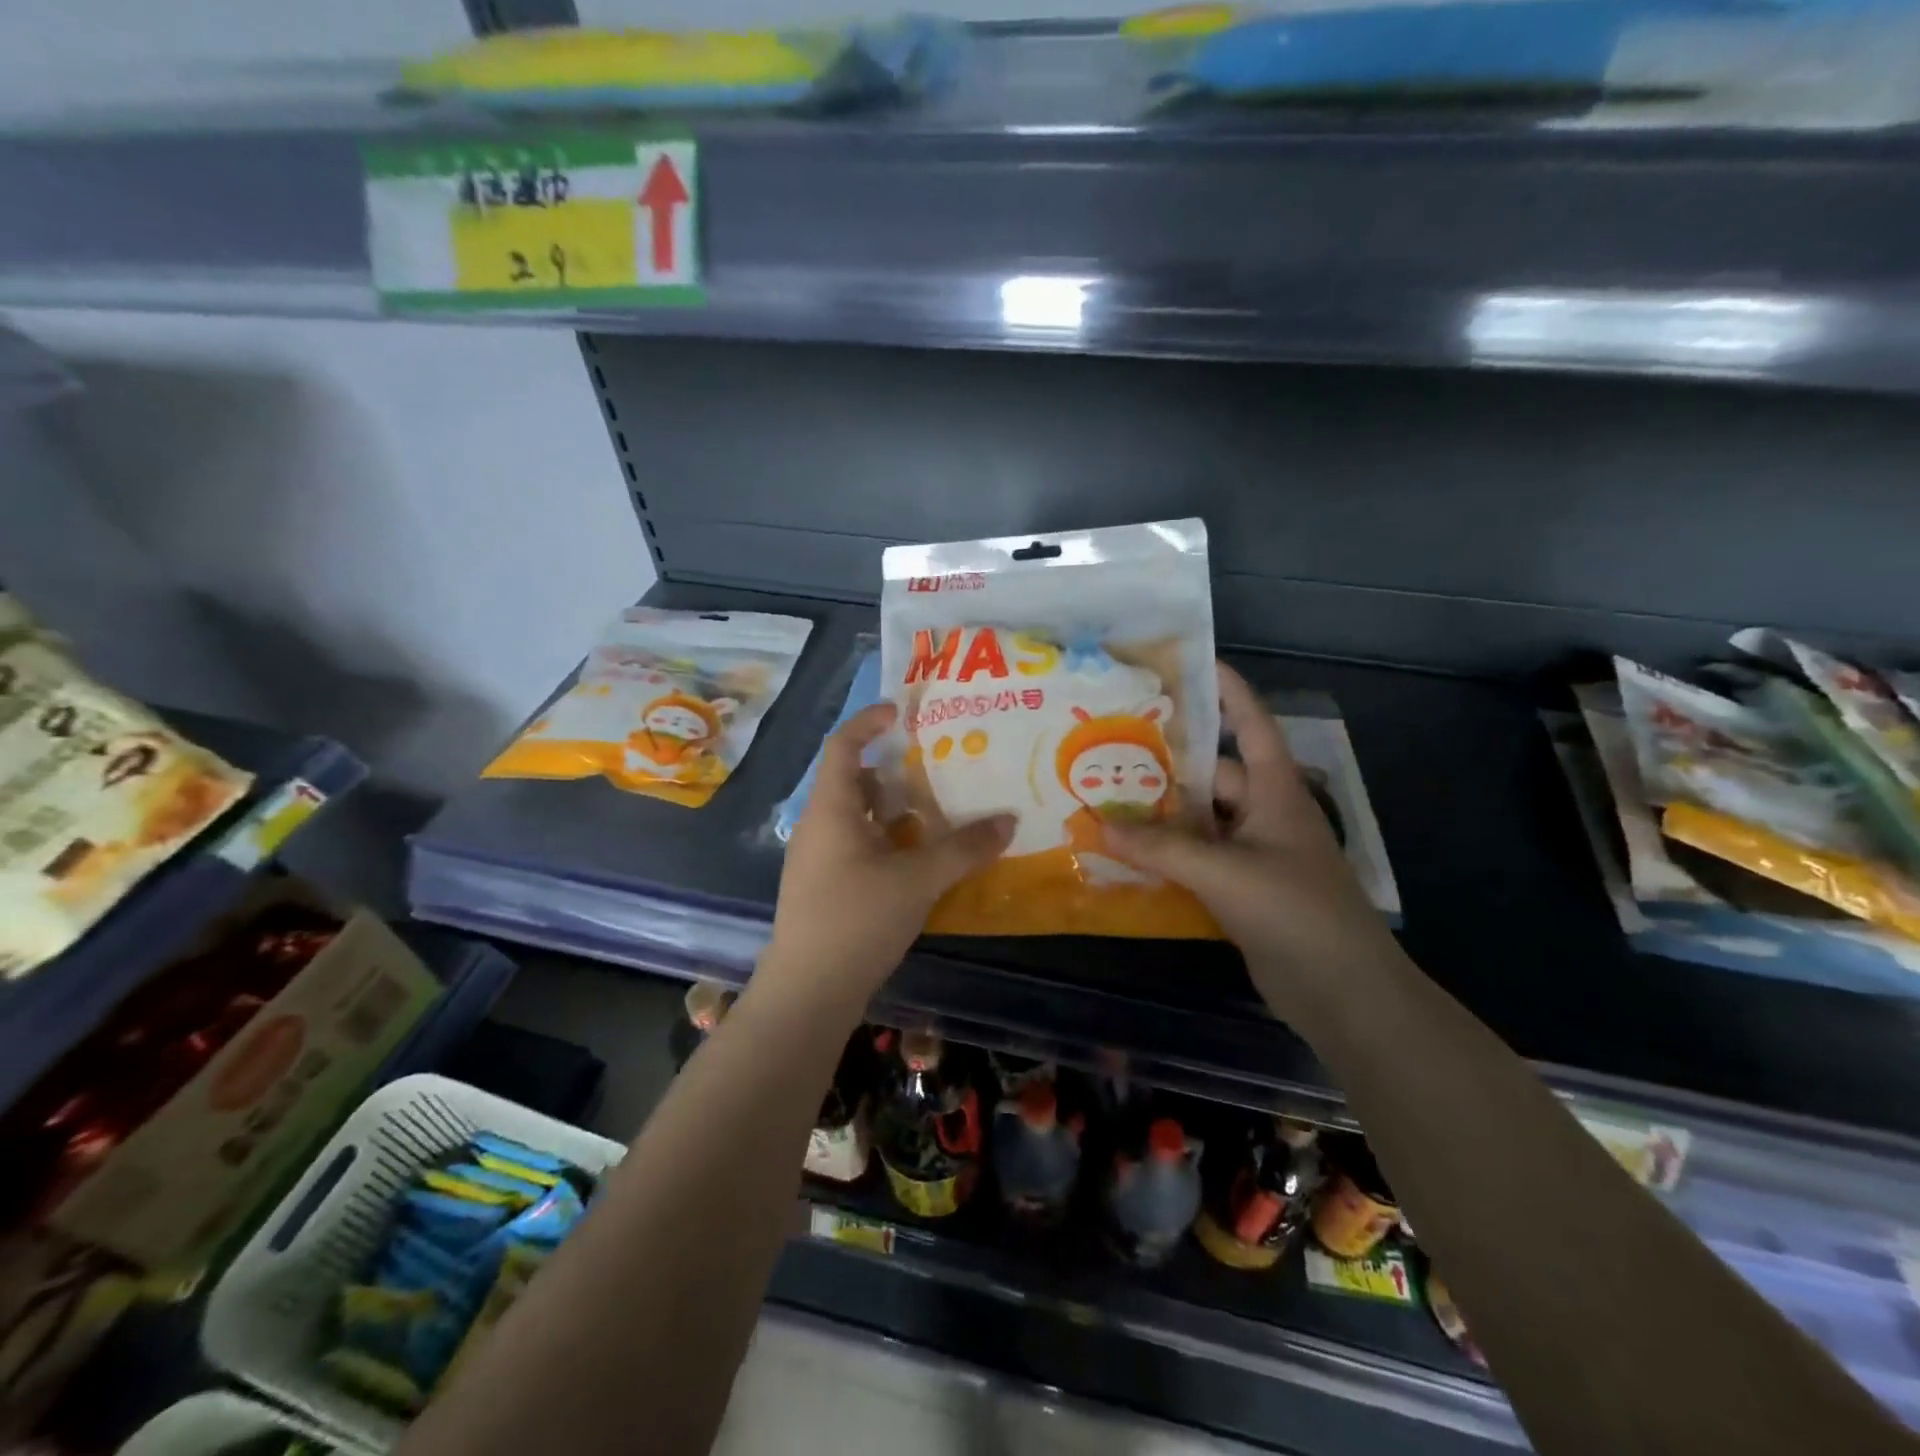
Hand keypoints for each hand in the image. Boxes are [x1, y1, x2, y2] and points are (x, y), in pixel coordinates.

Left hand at [764, 702, 1012, 1005]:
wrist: (809, 991)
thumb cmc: (857, 919)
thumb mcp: (919, 880)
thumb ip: (964, 848)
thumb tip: (1009, 821)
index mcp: (831, 809)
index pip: (843, 746)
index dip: (868, 722)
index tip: (900, 712)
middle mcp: (818, 826)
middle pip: (853, 781)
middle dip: (892, 772)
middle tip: (935, 768)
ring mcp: (817, 858)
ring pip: (857, 817)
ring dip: (893, 810)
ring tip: (936, 813)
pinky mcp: (823, 887)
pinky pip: (857, 845)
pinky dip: (887, 840)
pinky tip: (918, 860)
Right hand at [1102, 663, 1399, 1015]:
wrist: (1344, 992)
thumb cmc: (1296, 912)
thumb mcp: (1225, 873)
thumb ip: (1161, 848)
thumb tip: (1097, 824)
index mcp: (1274, 790)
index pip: (1250, 722)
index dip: (1224, 689)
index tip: (1186, 662)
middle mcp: (1263, 812)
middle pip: (1208, 775)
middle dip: (1163, 764)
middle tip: (1107, 748)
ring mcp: (1252, 852)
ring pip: (1196, 820)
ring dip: (1157, 815)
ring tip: (1103, 798)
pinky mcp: (1240, 888)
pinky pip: (1195, 857)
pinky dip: (1164, 854)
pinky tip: (1125, 853)